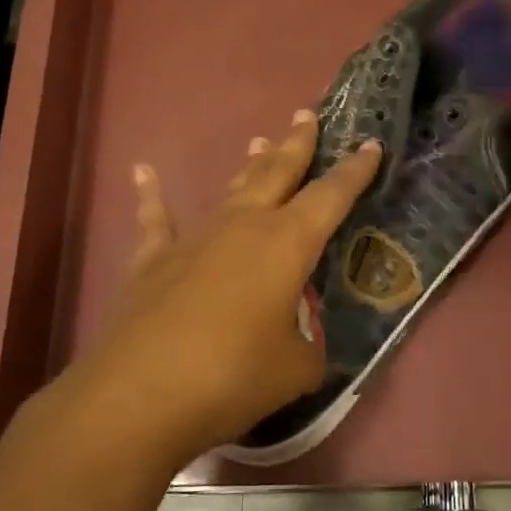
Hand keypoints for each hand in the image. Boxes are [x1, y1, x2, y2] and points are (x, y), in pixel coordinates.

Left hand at [74, 109, 382, 461]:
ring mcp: (195, 239)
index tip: (369, 144)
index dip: (355, 172)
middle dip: (296, 145)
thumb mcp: (295, 370)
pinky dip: (151, 195)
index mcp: (286, 244)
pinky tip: (143, 170)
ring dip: (249, 165)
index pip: (331, 197)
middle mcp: (243, 227)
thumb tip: (301, 345)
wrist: (141, 395)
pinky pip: (156, 219)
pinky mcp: (153, 261)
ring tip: (259, 138)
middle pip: (277, 173)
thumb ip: (307, 348)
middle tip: (306, 115)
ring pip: (230, 190)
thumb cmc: (233, 376)